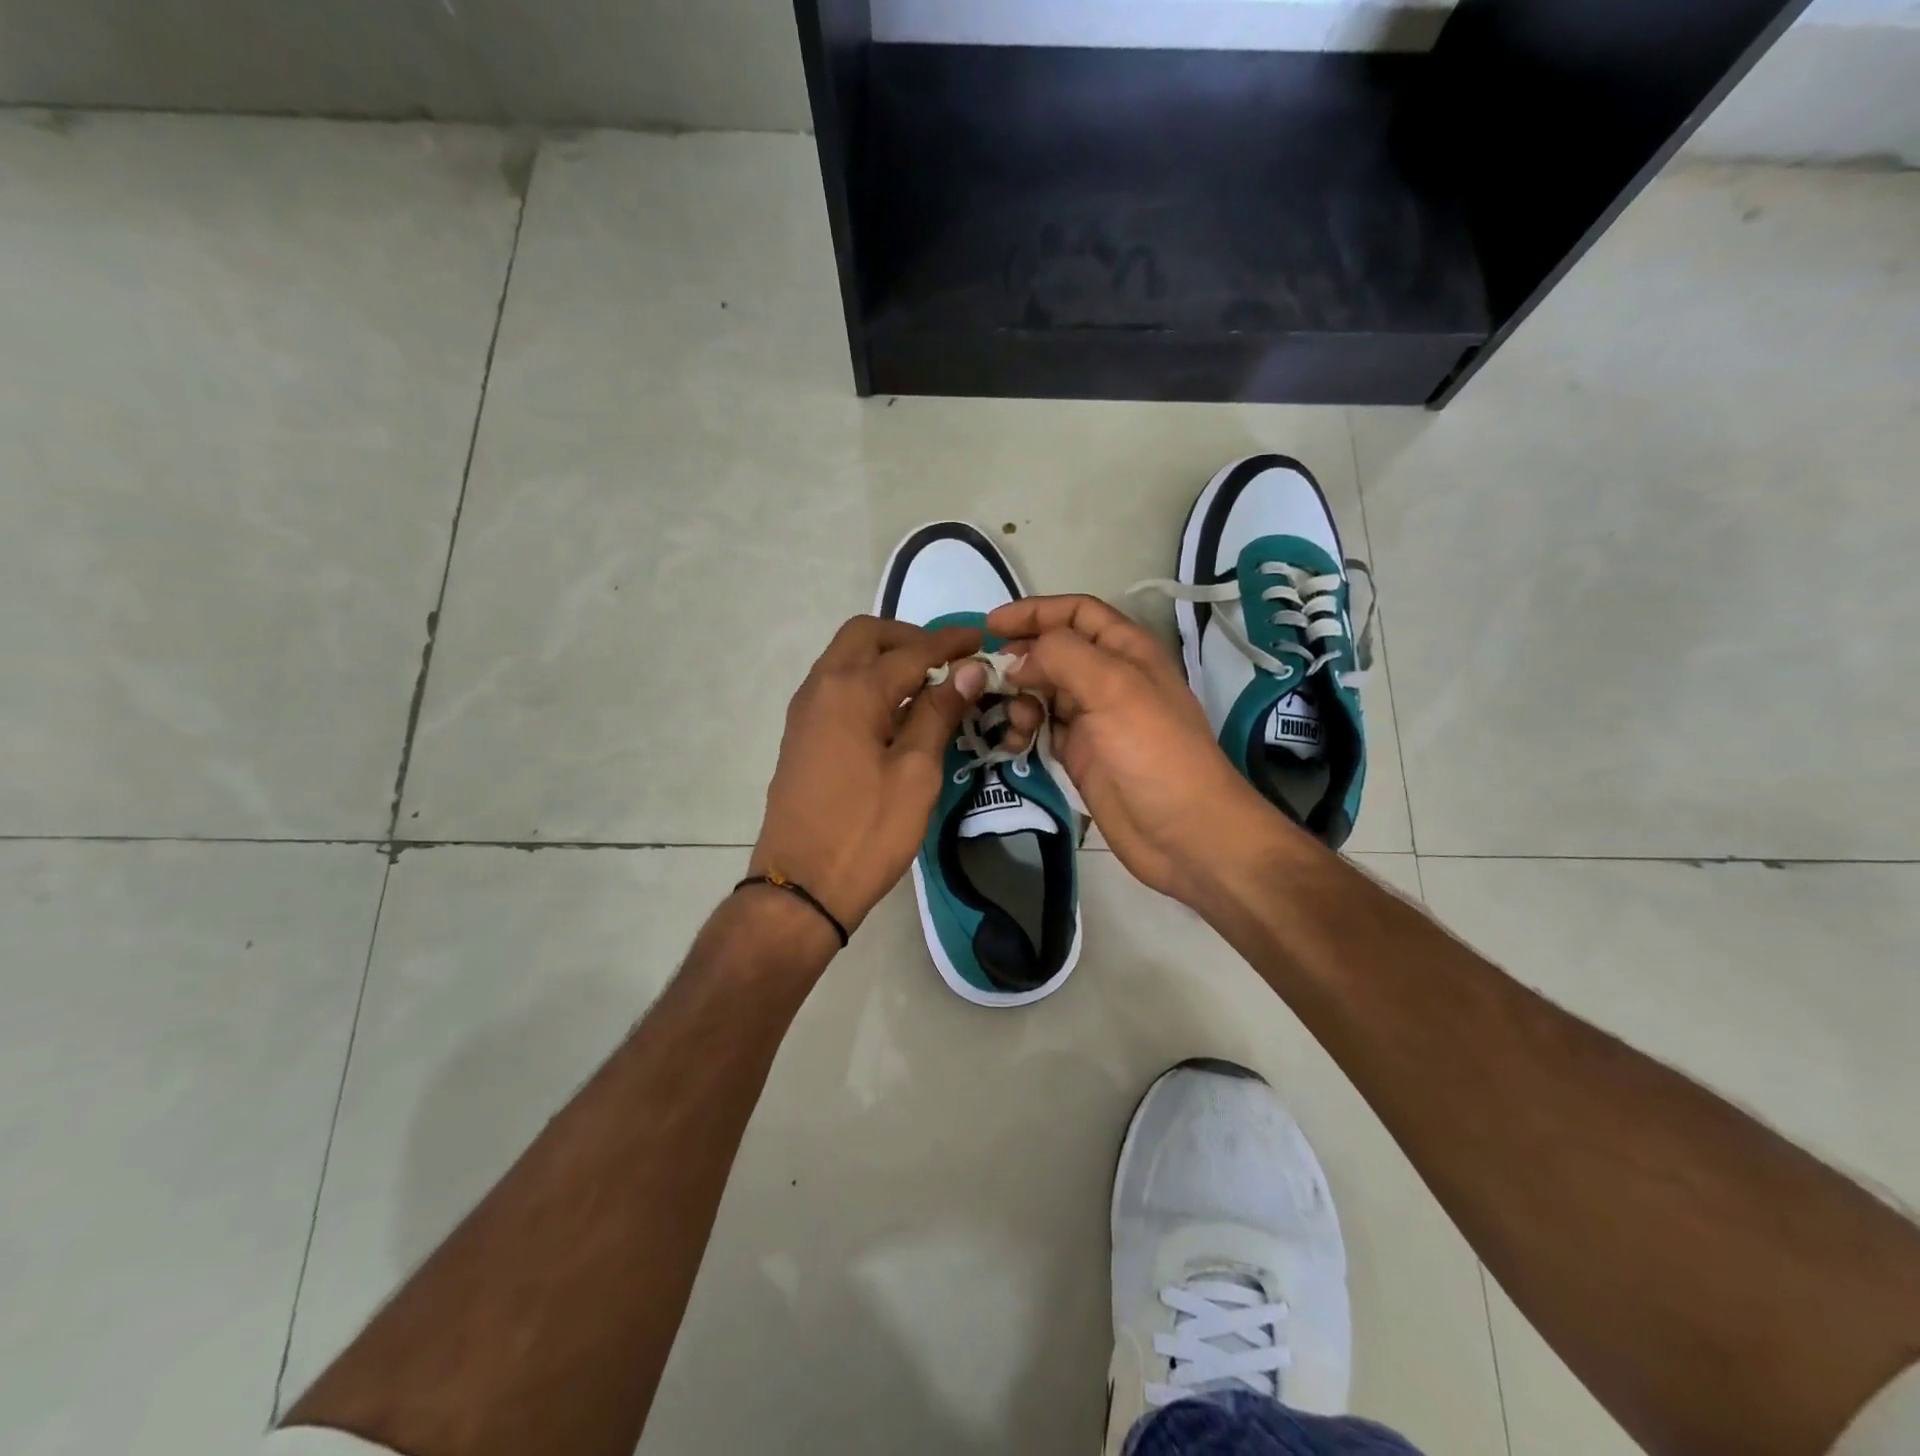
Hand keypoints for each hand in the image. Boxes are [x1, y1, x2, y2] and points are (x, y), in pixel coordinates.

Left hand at [750, 616, 987, 937]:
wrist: (800, 885)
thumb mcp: (916, 773)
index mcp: (852, 690)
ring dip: (887, 657)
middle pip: (866, 636)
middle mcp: (822, 686)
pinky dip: (868, 680)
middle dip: (910, 638)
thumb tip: (968, 669)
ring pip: (847, 658)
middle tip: (948, 660)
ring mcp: (806, 710)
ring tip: (928, 683)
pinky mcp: (802, 733)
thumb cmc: (866, 831)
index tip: (980, 639)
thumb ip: (938, 713)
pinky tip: (896, 710)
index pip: (911, 650)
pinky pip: (837, 685)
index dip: (950, 643)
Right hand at [988, 595, 1279, 904]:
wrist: (1184, 833)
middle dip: (1020, 658)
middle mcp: (1108, 679)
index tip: (991, 625)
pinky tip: (1017, 742)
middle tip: (986, 678)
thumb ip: (1061, 657)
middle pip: (1054, 652)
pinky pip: (1042, 730)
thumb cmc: (1154, 752)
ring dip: (1019, 698)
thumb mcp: (1113, 688)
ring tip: (1014, 719)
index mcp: (1126, 651)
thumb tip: (1016, 659)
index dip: (1035, 612)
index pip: (1076, 613)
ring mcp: (1094, 719)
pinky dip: (1024, 730)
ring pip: (1043, 692)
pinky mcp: (1080, 756)